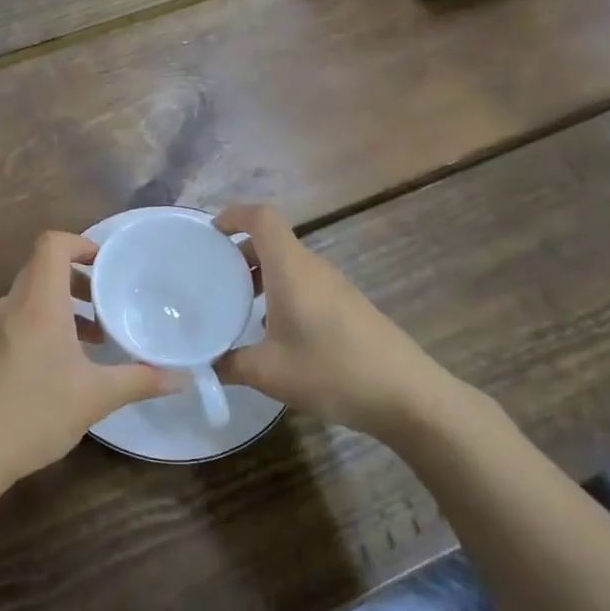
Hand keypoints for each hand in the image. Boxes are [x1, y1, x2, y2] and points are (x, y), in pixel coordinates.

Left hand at [0, 232, 179, 489]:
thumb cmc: (35, 414)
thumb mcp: (96, 398)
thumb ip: (141, 381)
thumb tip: (183, 378)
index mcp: (37, 304)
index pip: (52, 245)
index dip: (80, 244)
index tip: (105, 266)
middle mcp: (8, 306)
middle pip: (40, 270)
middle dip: (76, 282)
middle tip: (105, 306)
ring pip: (25, 298)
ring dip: (57, 307)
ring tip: (87, 340)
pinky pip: (10, 321)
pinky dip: (36, 326)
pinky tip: (53, 364)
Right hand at [214, 204, 464, 436]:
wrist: (406, 395)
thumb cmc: (332, 371)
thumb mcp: (268, 373)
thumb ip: (229, 364)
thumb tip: (203, 364)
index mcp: (291, 269)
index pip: (262, 218)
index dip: (234, 215)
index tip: (211, 234)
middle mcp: (313, 268)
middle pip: (273, 241)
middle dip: (240, 252)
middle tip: (213, 278)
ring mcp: (335, 286)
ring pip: (289, 265)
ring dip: (261, 275)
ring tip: (237, 305)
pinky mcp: (348, 306)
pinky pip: (305, 284)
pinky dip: (281, 292)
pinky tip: (273, 330)